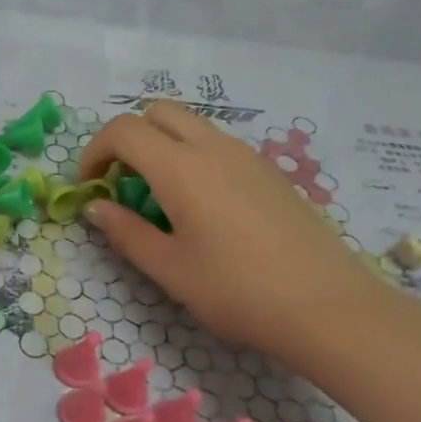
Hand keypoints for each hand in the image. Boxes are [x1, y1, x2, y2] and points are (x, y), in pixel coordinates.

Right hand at [77, 102, 384, 371]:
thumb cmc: (238, 291)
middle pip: (158, 112)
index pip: (123, 130)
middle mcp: (214, 148)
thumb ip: (126, 232)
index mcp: (181, 168)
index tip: (90, 188)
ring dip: (162, 147)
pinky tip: (203, 209)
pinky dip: (193, 158)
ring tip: (160, 199)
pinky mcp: (271, 173)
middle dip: (128, 138)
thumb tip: (96, 207)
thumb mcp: (170, 269)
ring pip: (191, 126)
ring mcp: (248, 157)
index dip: (94, 152)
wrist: (330, 309)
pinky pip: (218, 146)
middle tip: (122, 183)